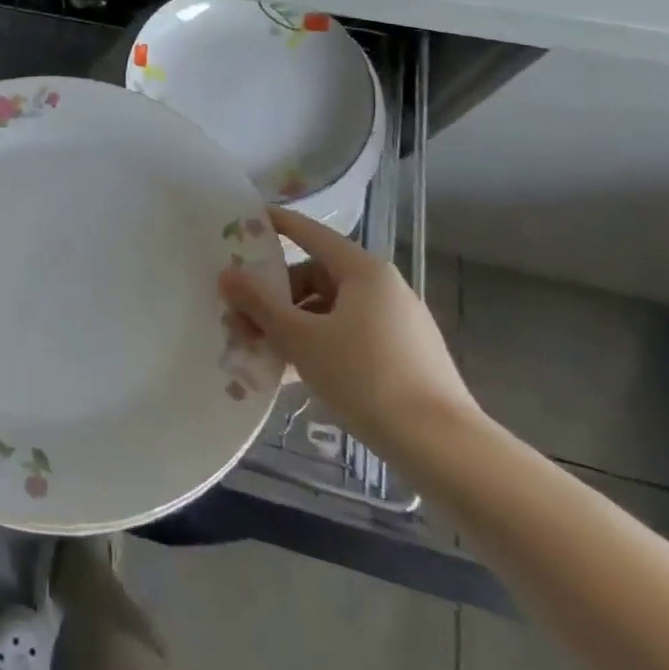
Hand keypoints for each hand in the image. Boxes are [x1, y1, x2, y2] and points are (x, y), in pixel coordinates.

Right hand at [219, 207, 480, 462]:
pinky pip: (348, 335)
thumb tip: (227, 274)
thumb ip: (259, 303)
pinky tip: (291, 371)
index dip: (275, 224)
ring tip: (260, 350)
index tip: (243, 221)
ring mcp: (397, 323)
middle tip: (242, 317)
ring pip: (330, 310)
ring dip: (291, 324)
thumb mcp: (300, 338)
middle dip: (274, 295)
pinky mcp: (404, 356)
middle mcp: (383, 288)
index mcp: (363, 271)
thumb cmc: (365, 377)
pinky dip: (317, 344)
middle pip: (315, 276)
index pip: (310, 233)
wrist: (442, 447)